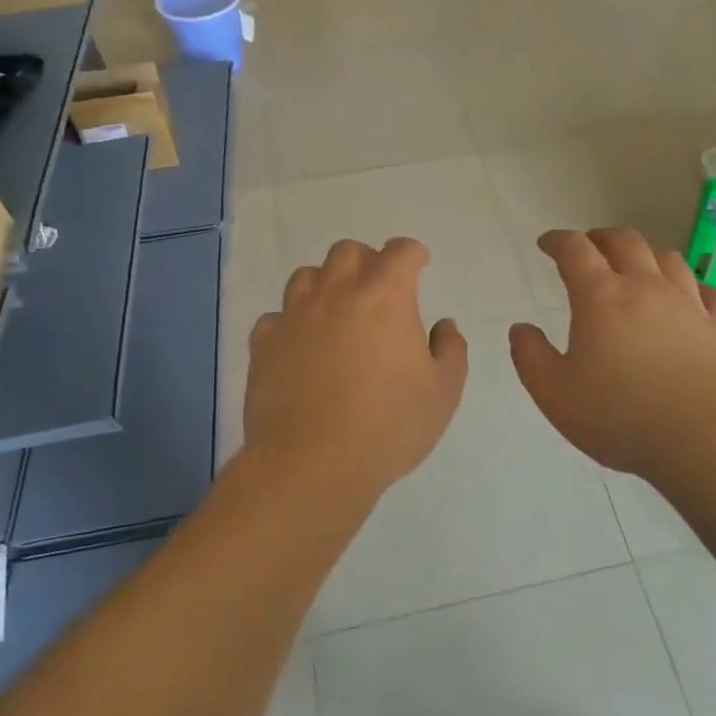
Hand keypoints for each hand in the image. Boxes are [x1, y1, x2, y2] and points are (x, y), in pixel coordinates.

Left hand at [245, 238, 466, 501]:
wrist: (312, 464)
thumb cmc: (387, 427)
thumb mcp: (442, 393)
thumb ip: (450, 350)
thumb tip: (443, 325)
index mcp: (385, 296)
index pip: (400, 252)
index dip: (413, 254)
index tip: (419, 264)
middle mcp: (337, 293)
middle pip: (349, 252)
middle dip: (368, 261)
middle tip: (378, 291)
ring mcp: (295, 315)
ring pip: (307, 275)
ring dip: (327, 284)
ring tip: (337, 313)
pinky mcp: (264, 342)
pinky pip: (277, 317)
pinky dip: (292, 323)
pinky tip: (302, 347)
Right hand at [508, 229, 715, 480]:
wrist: (707, 442)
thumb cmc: (621, 417)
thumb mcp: (555, 394)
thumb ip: (531, 356)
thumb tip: (521, 329)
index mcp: (601, 297)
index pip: (575, 250)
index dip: (558, 241)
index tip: (547, 243)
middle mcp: (647, 288)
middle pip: (625, 242)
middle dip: (601, 238)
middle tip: (589, 246)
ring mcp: (690, 305)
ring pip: (669, 260)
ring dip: (647, 255)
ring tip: (637, 266)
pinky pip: (710, 294)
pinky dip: (695, 288)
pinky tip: (691, 298)